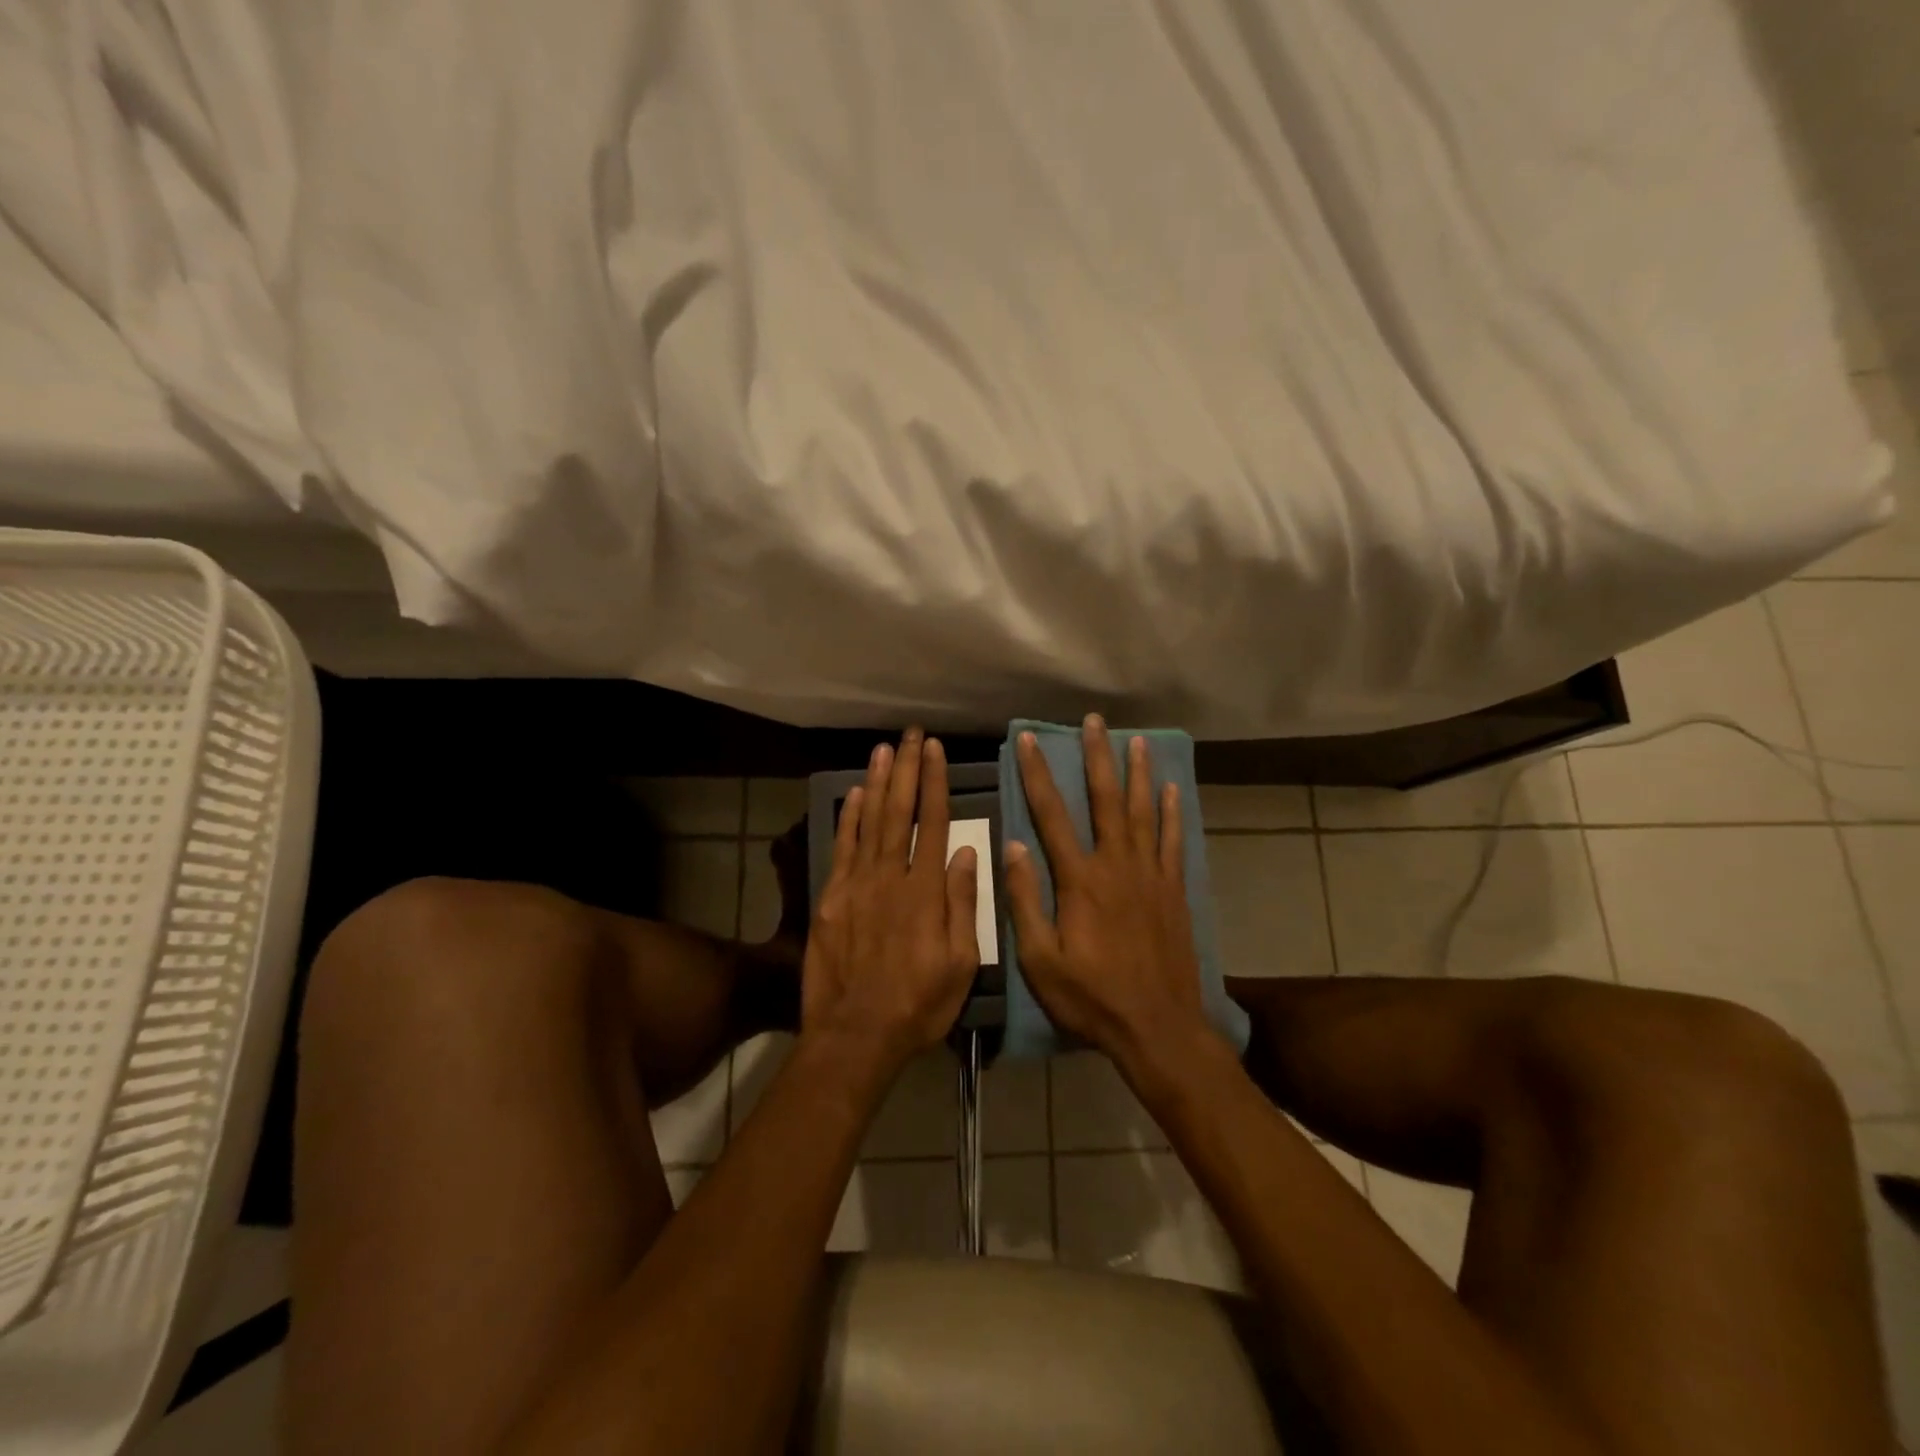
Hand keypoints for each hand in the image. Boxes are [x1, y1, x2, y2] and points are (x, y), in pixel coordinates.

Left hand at [801, 730, 980, 1079]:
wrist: (856, 1034)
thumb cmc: (918, 1003)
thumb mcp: (960, 962)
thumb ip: (963, 904)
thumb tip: (969, 853)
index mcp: (926, 890)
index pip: (935, 823)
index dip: (935, 783)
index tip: (935, 750)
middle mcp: (891, 876)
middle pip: (900, 811)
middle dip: (907, 769)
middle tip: (911, 734)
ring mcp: (857, 885)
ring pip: (870, 822)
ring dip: (878, 782)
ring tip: (884, 748)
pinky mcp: (832, 898)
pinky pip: (842, 848)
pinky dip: (849, 818)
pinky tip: (855, 794)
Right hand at [1004, 715, 1220, 1068]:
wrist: (1158, 1027)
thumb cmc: (1091, 997)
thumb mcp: (1041, 960)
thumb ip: (1025, 900)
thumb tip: (1012, 846)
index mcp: (1080, 880)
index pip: (1052, 815)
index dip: (1037, 774)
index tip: (1028, 739)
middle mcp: (1117, 865)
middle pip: (1105, 800)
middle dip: (1097, 757)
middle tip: (1094, 722)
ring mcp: (1150, 875)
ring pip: (1142, 812)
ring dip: (1137, 774)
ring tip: (1135, 740)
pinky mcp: (1173, 891)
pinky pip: (1172, 841)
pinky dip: (1171, 813)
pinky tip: (1171, 790)